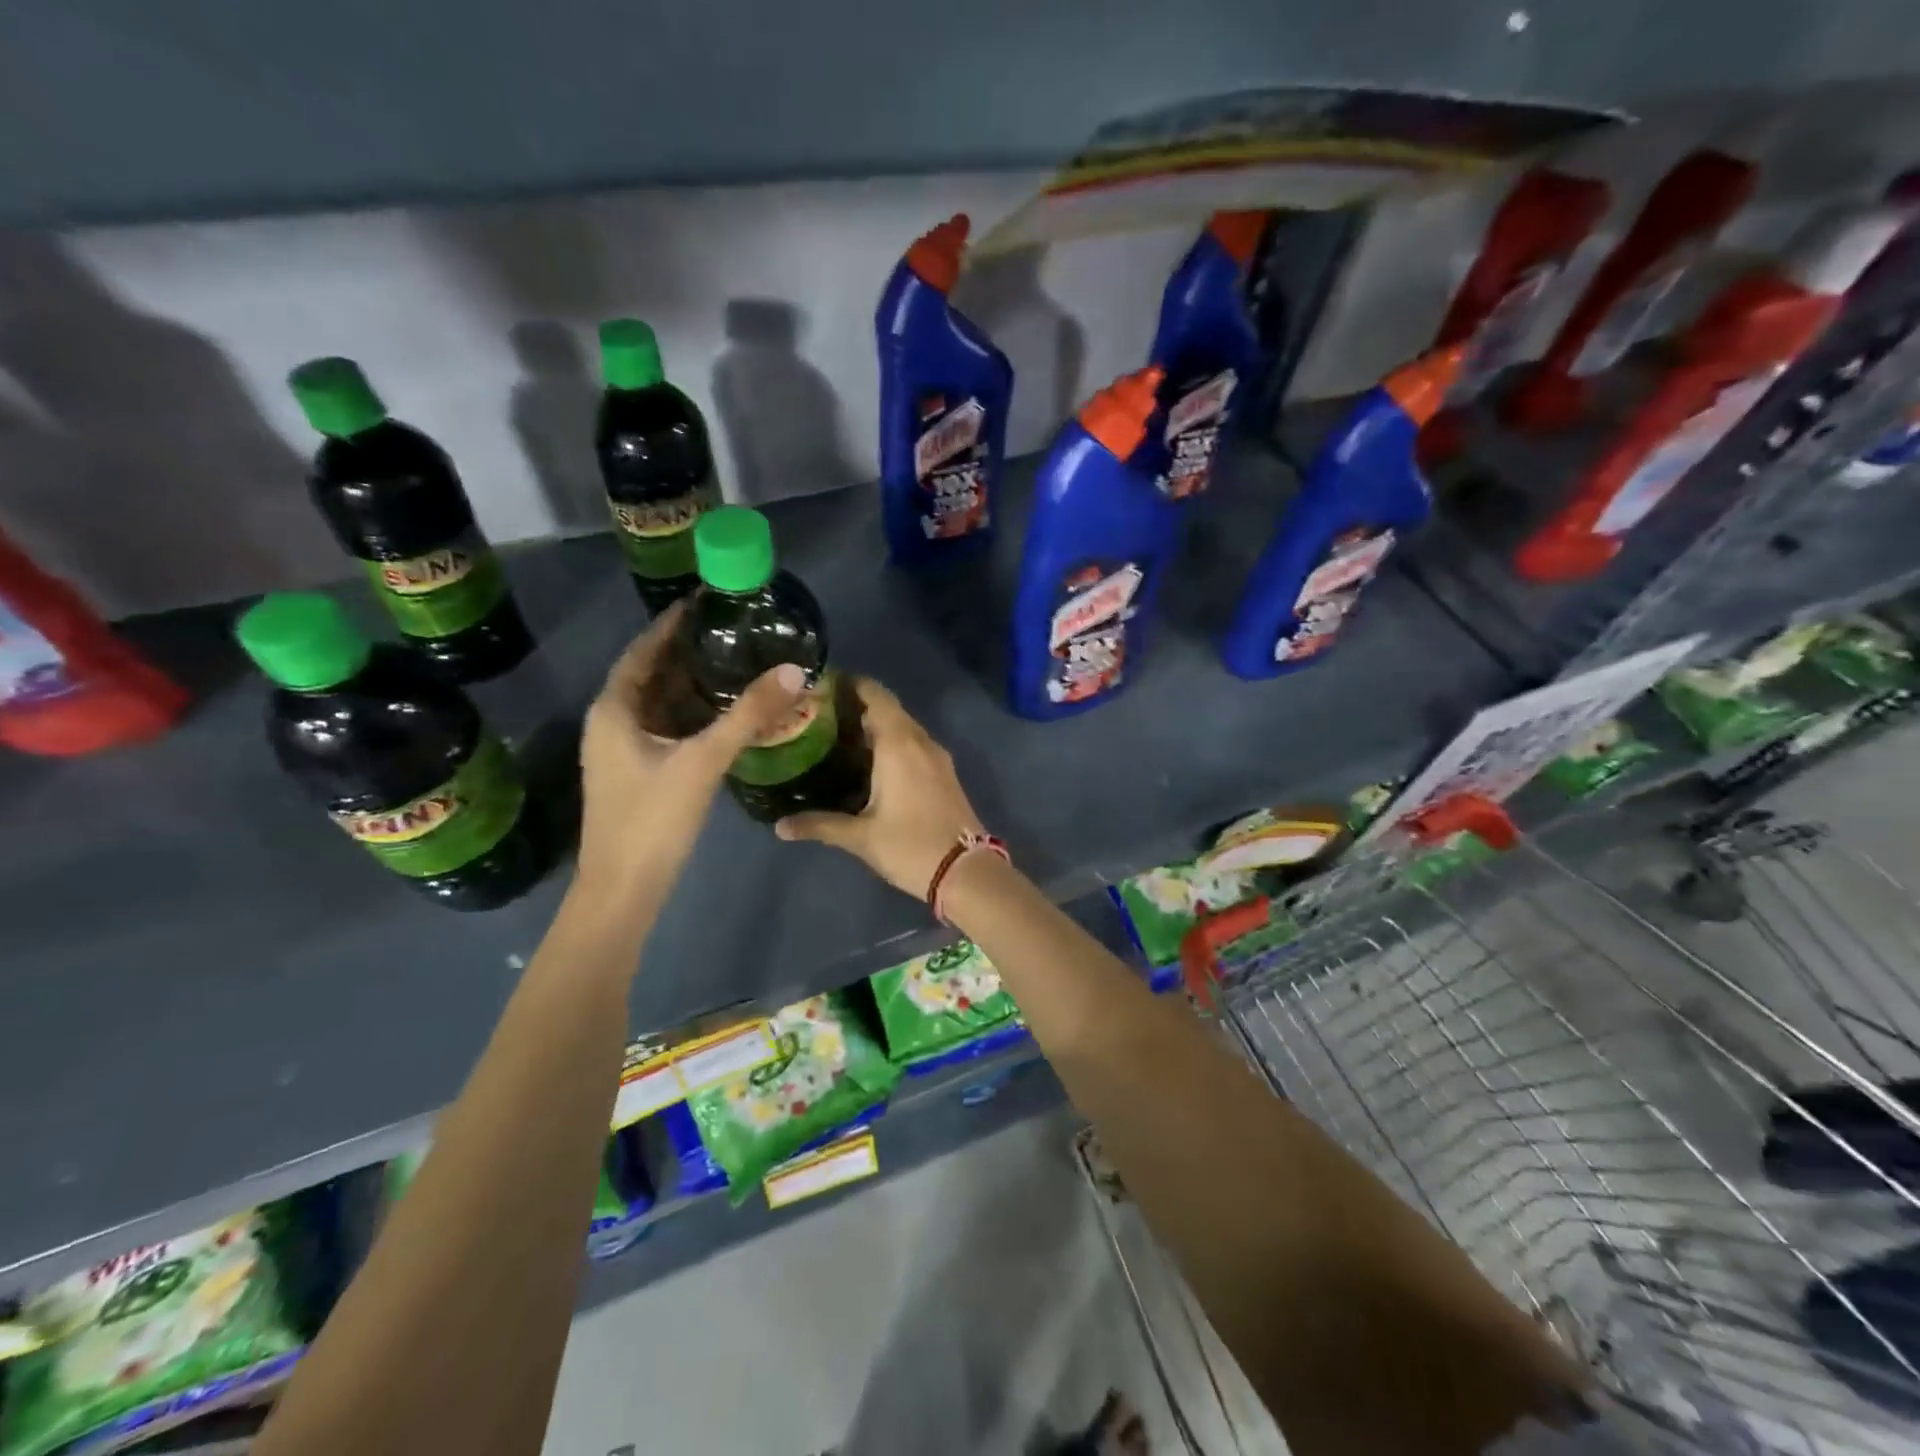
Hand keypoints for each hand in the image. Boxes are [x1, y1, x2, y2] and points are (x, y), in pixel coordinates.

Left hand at [577, 603, 805, 895]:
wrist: (624, 890)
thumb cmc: (652, 819)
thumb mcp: (703, 761)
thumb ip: (748, 715)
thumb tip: (794, 670)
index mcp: (614, 709)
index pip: (643, 650)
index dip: (672, 624)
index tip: (707, 601)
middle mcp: (612, 722)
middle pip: (652, 674)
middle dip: (689, 652)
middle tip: (734, 631)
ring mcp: (623, 750)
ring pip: (661, 704)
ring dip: (694, 684)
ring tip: (737, 663)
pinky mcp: (639, 771)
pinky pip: (668, 728)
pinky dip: (694, 714)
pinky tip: (727, 714)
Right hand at [775, 678, 982, 898]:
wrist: (967, 872)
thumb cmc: (911, 847)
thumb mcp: (860, 838)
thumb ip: (820, 825)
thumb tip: (779, 827)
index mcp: (899, 744)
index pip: (875, 695)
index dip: (850, 684)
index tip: (821, 687)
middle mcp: (920, 741)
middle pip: (888, 708)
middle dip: (857, 706)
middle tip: (820, 716)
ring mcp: (937, 756)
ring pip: (903, 727)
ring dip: (876, 725)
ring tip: (839, 738)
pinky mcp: (945, 773)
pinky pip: (915, 744)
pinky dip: (892, 743)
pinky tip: (871, 763)